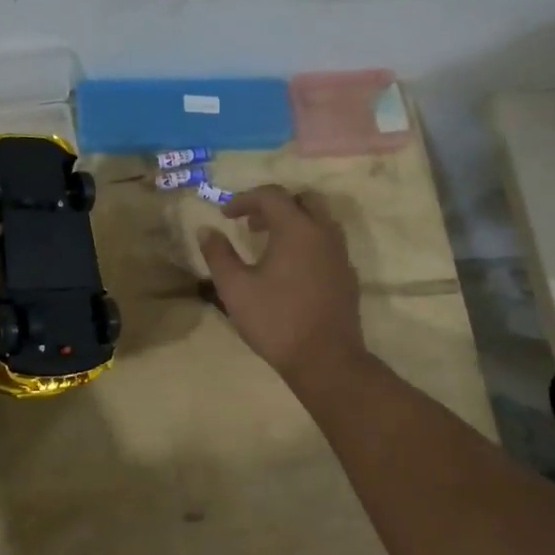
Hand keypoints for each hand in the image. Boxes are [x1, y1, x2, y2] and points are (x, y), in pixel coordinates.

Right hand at [199, 185, 366, 385]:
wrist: (326, 360)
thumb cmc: (276, 320)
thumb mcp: (235, 288)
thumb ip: (218, 254)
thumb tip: (206, 230)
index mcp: (296, 229)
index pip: (271, 195)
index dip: (244, 199)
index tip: (225, 215)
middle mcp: (323, 232)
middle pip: (302, 199)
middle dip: (274, 205)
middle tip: (251, 224)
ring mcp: (340, 254)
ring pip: (319, 220)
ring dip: (294, 221)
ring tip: (270, 244)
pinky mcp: (348, 274)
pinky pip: (328, 242)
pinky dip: (308, 241)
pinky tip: (291, 268)